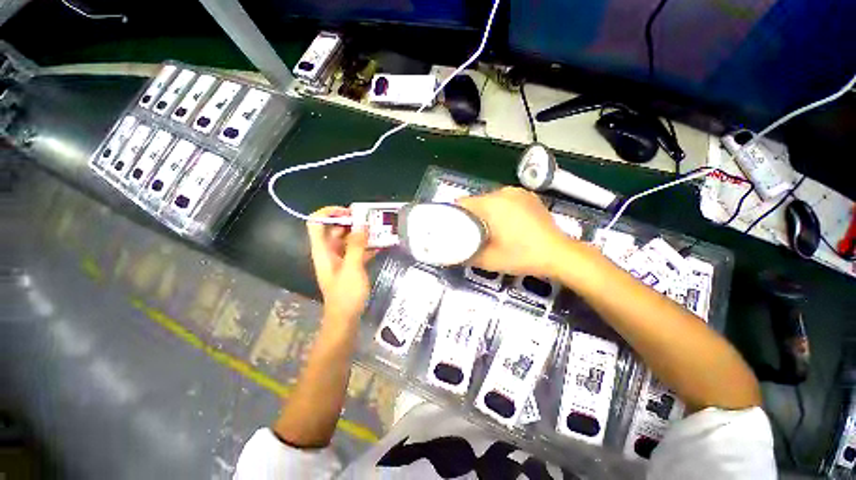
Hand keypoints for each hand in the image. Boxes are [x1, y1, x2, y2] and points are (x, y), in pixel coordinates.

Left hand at [307, 207, 375, 325]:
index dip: (329, 213)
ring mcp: (339, 259)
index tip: (349, 212)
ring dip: (360, 233)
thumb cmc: (346, 294)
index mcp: (323, 251)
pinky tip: (380, 245)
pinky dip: (365, 246)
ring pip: (346, 239)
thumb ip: (356, 245)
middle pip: (333, 229)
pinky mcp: (348, 266)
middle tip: (369, 220)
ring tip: (377, 230)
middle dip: (350, 222)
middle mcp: (328, 252)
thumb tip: (361, 224)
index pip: (316, 223)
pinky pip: (355, 250)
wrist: (345, 318)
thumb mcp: (352, 268)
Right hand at [457, 187, 567, 277]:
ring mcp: (518, 193)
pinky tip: (506, 224)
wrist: (559, 254)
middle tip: (472, 234)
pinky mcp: (528, 197)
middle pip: (476, 201)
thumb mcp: (489, 260)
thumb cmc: (522, 256)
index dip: (454, 215)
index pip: (462, 203)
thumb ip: (466, 255)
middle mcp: (504, 192)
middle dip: (471, 216)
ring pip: (490, 200)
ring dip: (486, 213)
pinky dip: (500, 210)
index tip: (454, 228)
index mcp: (492, 204)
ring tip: (489, 230)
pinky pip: (505, 200)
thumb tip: (452, 253)